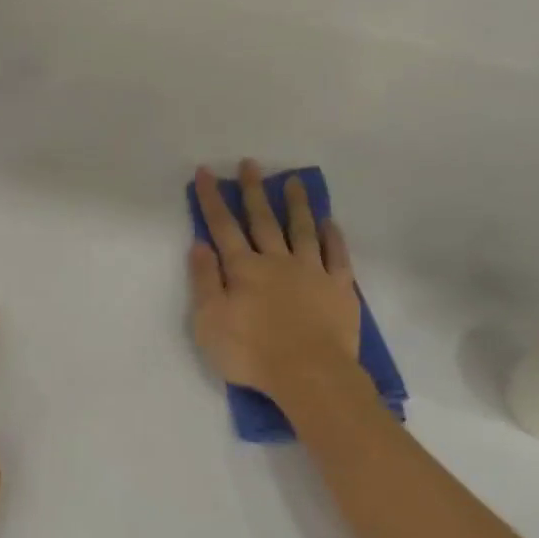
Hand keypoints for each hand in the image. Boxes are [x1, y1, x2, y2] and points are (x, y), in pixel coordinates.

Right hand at [189, 160, 360, 403]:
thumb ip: (204, 281)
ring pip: (302, 229)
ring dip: (296, 204)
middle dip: (254, 191)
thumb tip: (199, 245)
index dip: (212, 199)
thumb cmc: (252, 353)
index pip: (223, 227)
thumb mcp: (209, 322)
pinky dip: (333, 236)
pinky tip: (330, 222)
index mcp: (243, 269)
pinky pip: (337, 255)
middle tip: (250, 164)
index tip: (206, 172)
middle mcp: (277, 261)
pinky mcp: (339, 287)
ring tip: (293, 181)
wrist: (309, 373)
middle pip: (263, 220)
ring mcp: (311, 271)